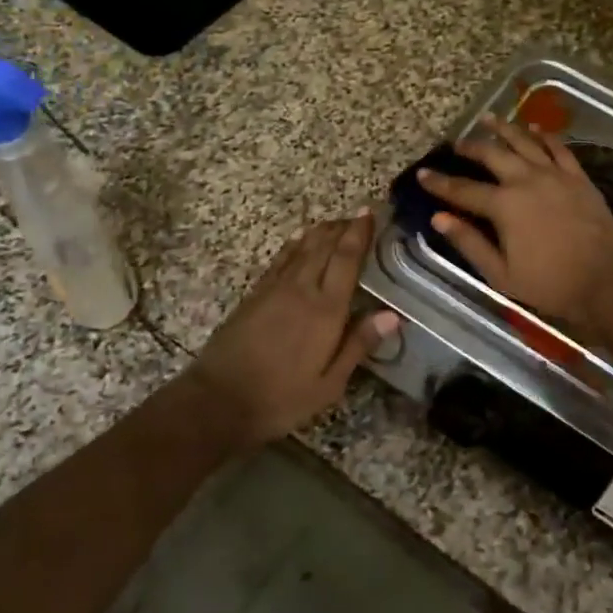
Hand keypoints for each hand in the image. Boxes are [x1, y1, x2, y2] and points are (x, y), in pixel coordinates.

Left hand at [187, 211, 400, 447]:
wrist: (219, 400)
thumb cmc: (282, 397)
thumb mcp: (329, 383)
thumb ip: (359, 344)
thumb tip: (393, 315)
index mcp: (325, 309)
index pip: (346, 259)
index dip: (359, 233)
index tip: (370, 213)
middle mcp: (301, 289)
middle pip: (324, 246)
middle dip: (343, 227)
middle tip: (359, 214)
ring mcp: (274, 289)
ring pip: (302, 248)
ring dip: (321, 231)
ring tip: (336, 221)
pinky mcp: (255, 294)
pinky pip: (280, 259)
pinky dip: (295, 244)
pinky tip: (300, 240)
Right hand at [419, 116, 612, 329]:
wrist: (607, 281)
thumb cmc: (550, 284)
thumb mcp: (501, 274)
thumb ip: (469, 243)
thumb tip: (438, 219)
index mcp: (504, 206)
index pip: (463, 190)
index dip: (440, 182)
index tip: (422, 173)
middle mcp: (526, 181)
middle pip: (492, 155)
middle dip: (471, 147)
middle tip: (457, 143)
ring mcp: (555, 175)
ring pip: (524, 142)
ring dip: (504, 129)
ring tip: (489, 119)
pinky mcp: (578, 177)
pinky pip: (558, 148)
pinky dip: (544, 135)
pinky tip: (535, 128)